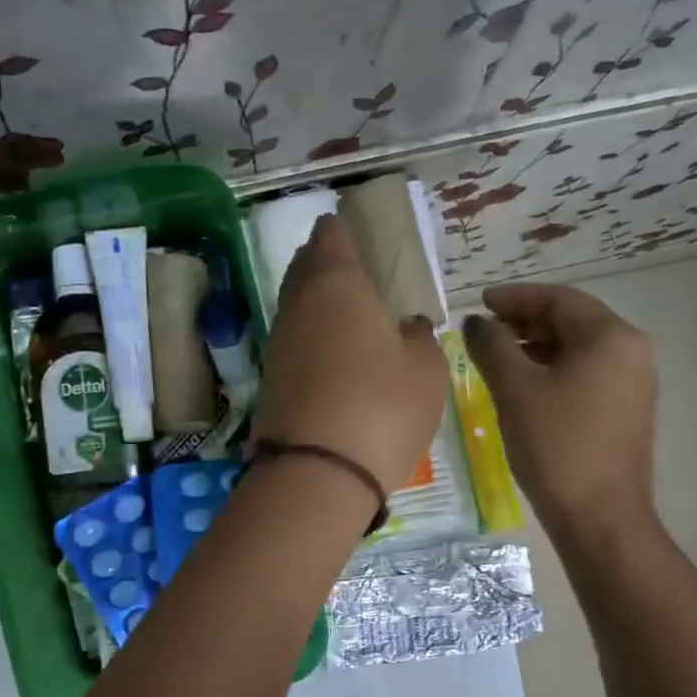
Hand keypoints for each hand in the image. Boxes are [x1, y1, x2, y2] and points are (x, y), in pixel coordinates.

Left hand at [252, 215, 447, 500]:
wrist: (317, 472)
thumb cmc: (382, 406)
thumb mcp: (425, 368)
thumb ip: (418, 337)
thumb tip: (406, 327)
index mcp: (337, 284)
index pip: (331, 236)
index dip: (340, 227)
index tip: (349, 223)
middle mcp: (298, 306)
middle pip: (304, 268)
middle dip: (322, 260)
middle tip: (347, 262)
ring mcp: (278, 345)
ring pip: (296, 307)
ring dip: (315, 301)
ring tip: (343, 307)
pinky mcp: (271, 382)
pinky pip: (294, 343)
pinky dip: (311, 338)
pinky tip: (331, 351)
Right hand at [463, 283, 655, 538]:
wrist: (600, 516)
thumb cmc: (557, 446)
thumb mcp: (515, 391)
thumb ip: (491, 347)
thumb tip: (476, 322)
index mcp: (611, 337)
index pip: (558, 299)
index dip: (515, 297)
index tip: (479, 301)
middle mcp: (631, 351)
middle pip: (572, 321)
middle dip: (525, 321)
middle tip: (484, 330)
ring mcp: (633, 382)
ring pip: (577, 349)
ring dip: (536, 347)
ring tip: (496, 357)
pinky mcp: (626, 410)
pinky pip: (585, 374)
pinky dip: (552, 370)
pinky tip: (524, 386)